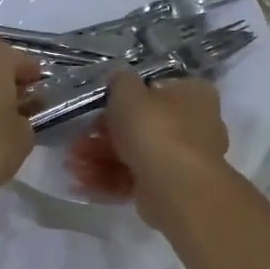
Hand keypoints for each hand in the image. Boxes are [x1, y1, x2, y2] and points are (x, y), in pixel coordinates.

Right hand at [67, 71, 228, 218]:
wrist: (177, 188)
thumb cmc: (154, 129)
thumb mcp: (128, 91)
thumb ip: (121, 81)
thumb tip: (120, 80)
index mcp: (193, 94)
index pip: (155, 90)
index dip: (123, 99)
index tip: (97, 109)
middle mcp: (195, 125)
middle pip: (141, 126)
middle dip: (103, 135)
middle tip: (77, 143)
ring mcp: (184, 160)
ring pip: (135, 154)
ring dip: (100, 159)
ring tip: (73, 165)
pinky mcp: (171, 188)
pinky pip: (136, 179)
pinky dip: (110, 180)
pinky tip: (82, 183)